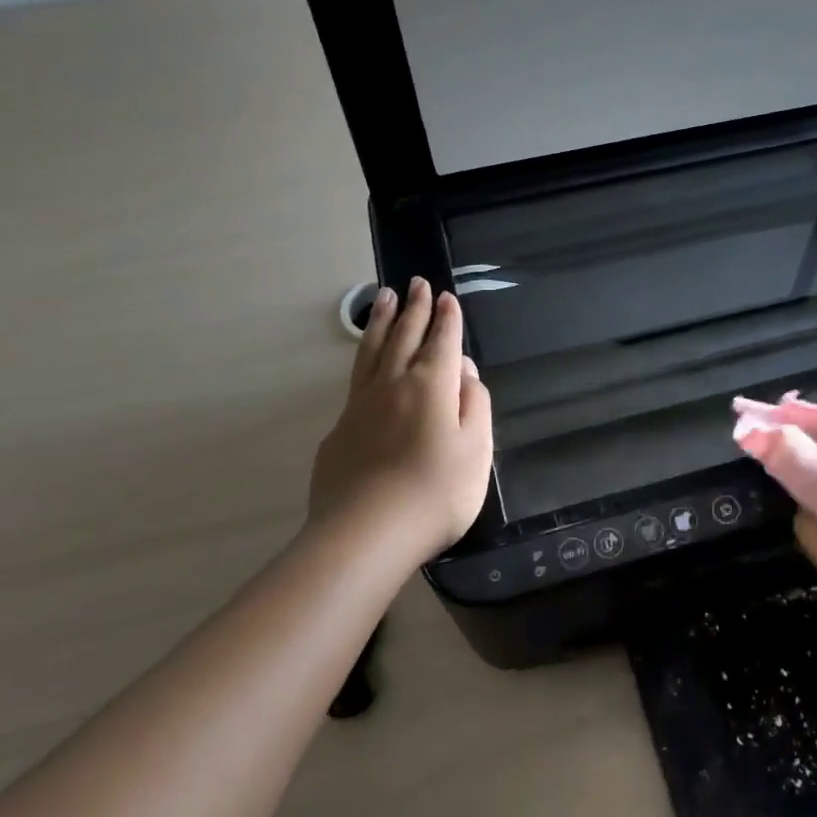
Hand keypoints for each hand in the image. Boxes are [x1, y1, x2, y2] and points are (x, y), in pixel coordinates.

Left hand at [308, 278, 493, 568]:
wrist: (366, 533)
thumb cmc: (436, 492)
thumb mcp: (477, 450)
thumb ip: (476, 406)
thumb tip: (465, 374)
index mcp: (432, 386)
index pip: (443, 342)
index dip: (447, 319)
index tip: (446, 297)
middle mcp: (394, 384)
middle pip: (404, 336)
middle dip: (412, 309)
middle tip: (415, 283)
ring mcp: (361, 405)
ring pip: (372, 351)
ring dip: (381, 322)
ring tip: (383, 298)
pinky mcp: (339, 429)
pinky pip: (355, 379)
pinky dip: (363, 358)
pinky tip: (366, 361)